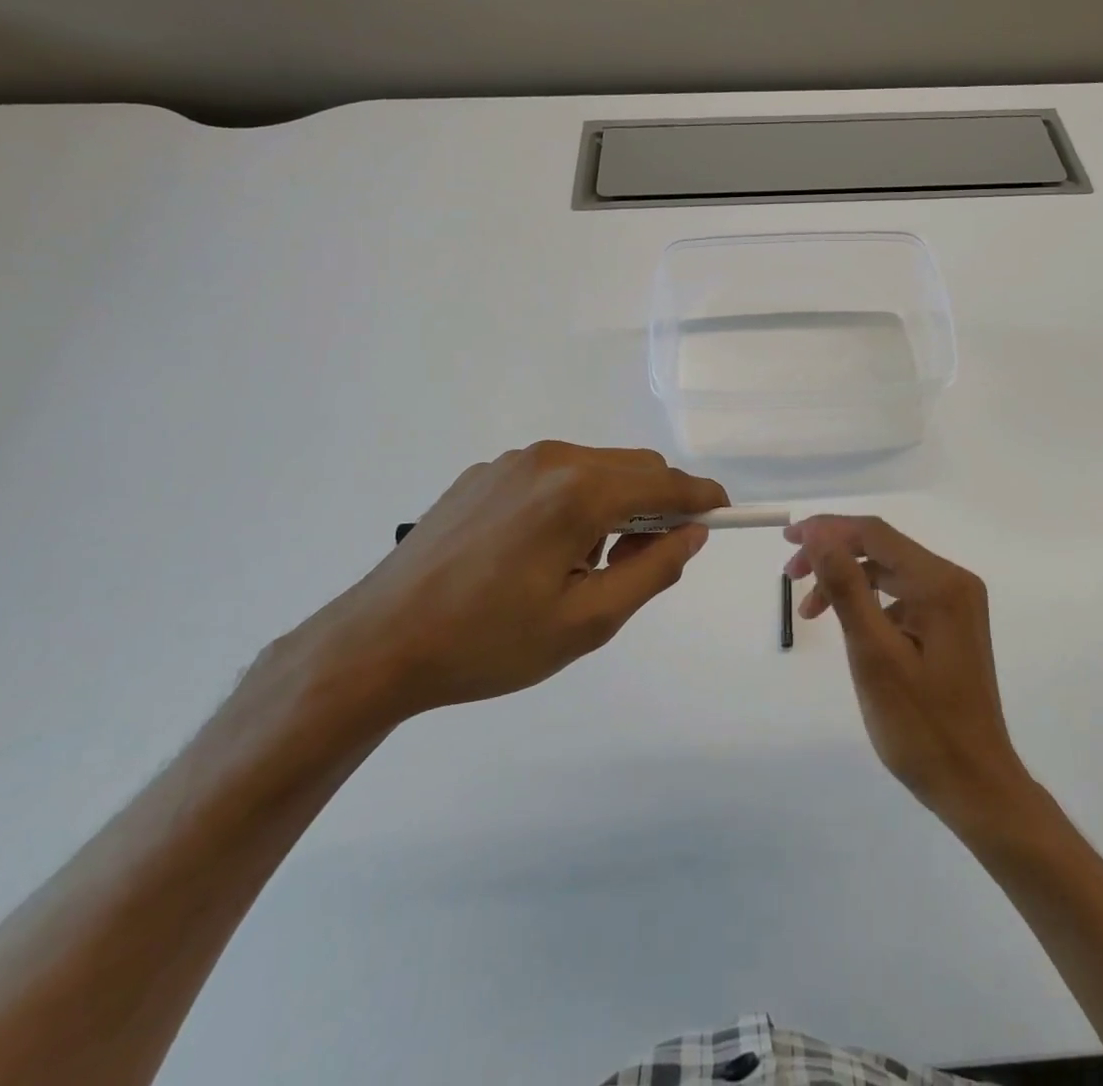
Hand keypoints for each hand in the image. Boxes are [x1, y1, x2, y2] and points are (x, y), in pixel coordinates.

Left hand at [313, 442, 725, 720]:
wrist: (377, 644)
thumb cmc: (489, 643)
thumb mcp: (587, 622)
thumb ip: (653, 572)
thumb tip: (693, 534)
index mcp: (578, 492)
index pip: (665, 485)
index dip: (703, 497)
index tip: (725, 512)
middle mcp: (551, 459)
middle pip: (634, 467)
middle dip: (656, 507)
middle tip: (641, 565)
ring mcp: (513, 461)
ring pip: (596, 468)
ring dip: (614, 505)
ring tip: (579, 566)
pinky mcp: (485, 473)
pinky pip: (554, 474)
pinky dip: (574, 500)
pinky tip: (539, 550)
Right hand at [785, 515, 1035, 833]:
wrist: (975, 786)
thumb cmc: (921, 726)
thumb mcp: (874, 655)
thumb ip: (846, 588)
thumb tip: (818, 535)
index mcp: (940, 583)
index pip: (875, 534)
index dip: (827, 530)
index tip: (787, 541)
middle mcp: (953, 582)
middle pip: (882, 548)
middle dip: (833, 554)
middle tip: (789, 577)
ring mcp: (955, 604)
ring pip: (889, 571)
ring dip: (847, 580)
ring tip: (809, 611)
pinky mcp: (950, 625)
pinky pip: (901, 595)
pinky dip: (868, 601)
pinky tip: (849, 626)